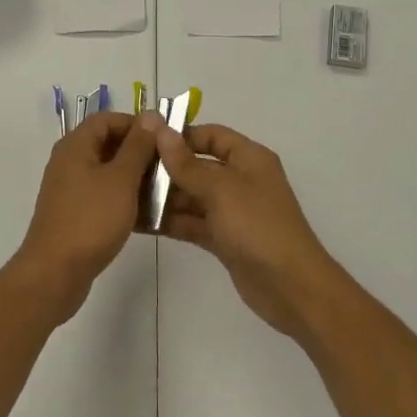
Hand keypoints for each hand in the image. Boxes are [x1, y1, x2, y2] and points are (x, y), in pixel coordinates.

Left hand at [14, 111, 157, 320]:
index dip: (136, 124)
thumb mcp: (121, 179)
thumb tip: (151, 115)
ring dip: (135, 178)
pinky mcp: (75, 213)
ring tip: (165, 191)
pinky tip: (148, 215)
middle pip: (108, 144)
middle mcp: (70, 162)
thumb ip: (138, 146)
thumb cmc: (91, 219)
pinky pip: (104, 196)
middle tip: (169, 166)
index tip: (164, 140)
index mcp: (76, 146)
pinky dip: (124, 199)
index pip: (108, 119)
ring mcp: (71, 189)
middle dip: (140, 152)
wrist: (55, 272)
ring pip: (108, 173)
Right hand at [145, 115, 343, 339]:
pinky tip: (140, 222)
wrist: (291, 287)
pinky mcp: (224, 239)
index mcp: (248, 158)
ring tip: (125, 198)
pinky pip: (193, 222)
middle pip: (197, 166)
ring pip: (192, 196)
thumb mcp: (220, 189)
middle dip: (165, 169)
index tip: (144, 141)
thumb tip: (160, 129)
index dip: (180, 135)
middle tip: (125, 173)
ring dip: (163, 197)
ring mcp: (232, 211)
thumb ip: (186, 163)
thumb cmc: (258, 226)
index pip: (211, 135)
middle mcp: (240, 180)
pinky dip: (171, 222)